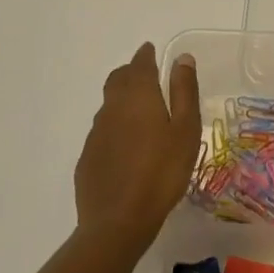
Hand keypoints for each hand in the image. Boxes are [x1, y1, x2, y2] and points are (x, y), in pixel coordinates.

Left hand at [74, 43, 201, 254]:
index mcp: (138, 96)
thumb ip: (184, 91)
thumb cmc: (162, 172)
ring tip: (140, 112)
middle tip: (146, 75)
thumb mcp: (185, 129)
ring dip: (122, 99)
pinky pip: (102, 131)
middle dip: (131, 72)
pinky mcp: (88, 158)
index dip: (146, 55)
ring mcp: (96, 133)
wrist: (117, 222)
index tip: (151, 50)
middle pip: (118, 79)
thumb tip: (182, 58)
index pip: (139, 64)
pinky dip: (115, 127)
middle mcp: (112, 107)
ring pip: (109, 105)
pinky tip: (126, 146)